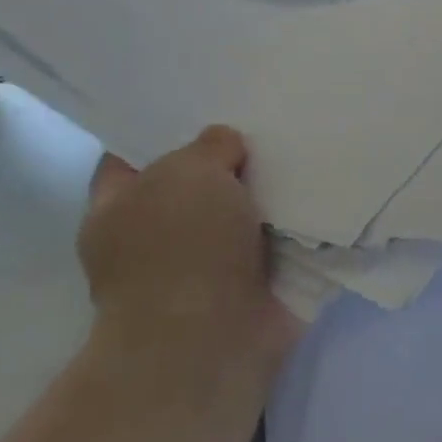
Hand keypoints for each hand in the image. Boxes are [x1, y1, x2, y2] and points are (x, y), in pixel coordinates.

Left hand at [78, 126, 297, 365]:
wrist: (213, 336)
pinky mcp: (252, 284)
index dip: (165, 130)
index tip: (206, 106)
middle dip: (232, 160)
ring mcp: (205, 263)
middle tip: (270, 122)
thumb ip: (209, 147)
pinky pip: (279, 241)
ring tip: (308, 151)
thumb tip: (228, 147)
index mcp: (117, 207)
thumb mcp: (188, 173)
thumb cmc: (182, 249)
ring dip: (271, 192)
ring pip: (242, 212)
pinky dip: (299, 224)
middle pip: (197, 183)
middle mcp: (157, 235)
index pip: (132, 156)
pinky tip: (324, 194)